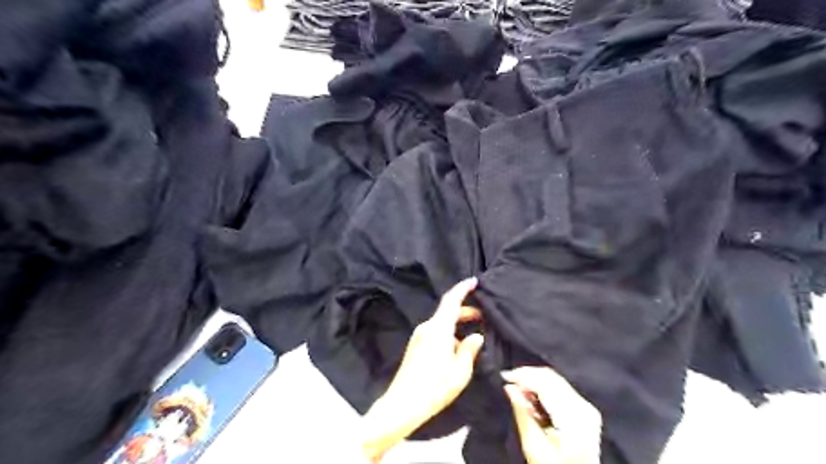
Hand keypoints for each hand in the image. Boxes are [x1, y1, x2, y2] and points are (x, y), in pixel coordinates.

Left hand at [362, 277, 485, 462]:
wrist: (402, 404)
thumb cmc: (434, 388)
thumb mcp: (460, 371)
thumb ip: (469, 350)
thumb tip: (476, 336)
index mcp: (438, 329)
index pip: (451, 300)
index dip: (463, 289)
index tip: (474, 281)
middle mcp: (427, 328)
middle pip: (447, 311)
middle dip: (465, 311)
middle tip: (482, 316)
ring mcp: (419, 336)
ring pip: (442, 323)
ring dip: (457, 325)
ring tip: (473, 337)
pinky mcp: (416, 346)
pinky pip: (436, 333)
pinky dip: (449, 334)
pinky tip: (457, 351)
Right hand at [501, 366, 604, 463]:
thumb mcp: (533, 446)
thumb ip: (522, 413)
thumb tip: (510, 388)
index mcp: (573, 417)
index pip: (545, 383)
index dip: (524, 375)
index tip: (505, 376)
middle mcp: (583, 408)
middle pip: (551, 378)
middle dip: (528, 376)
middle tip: (510, 382)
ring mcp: (586, 407)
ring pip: (555, 380)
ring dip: (535, 381)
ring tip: (518, 390)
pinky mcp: (584, 409)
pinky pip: (560, 388)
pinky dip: (544, 388)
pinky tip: (532, 396)